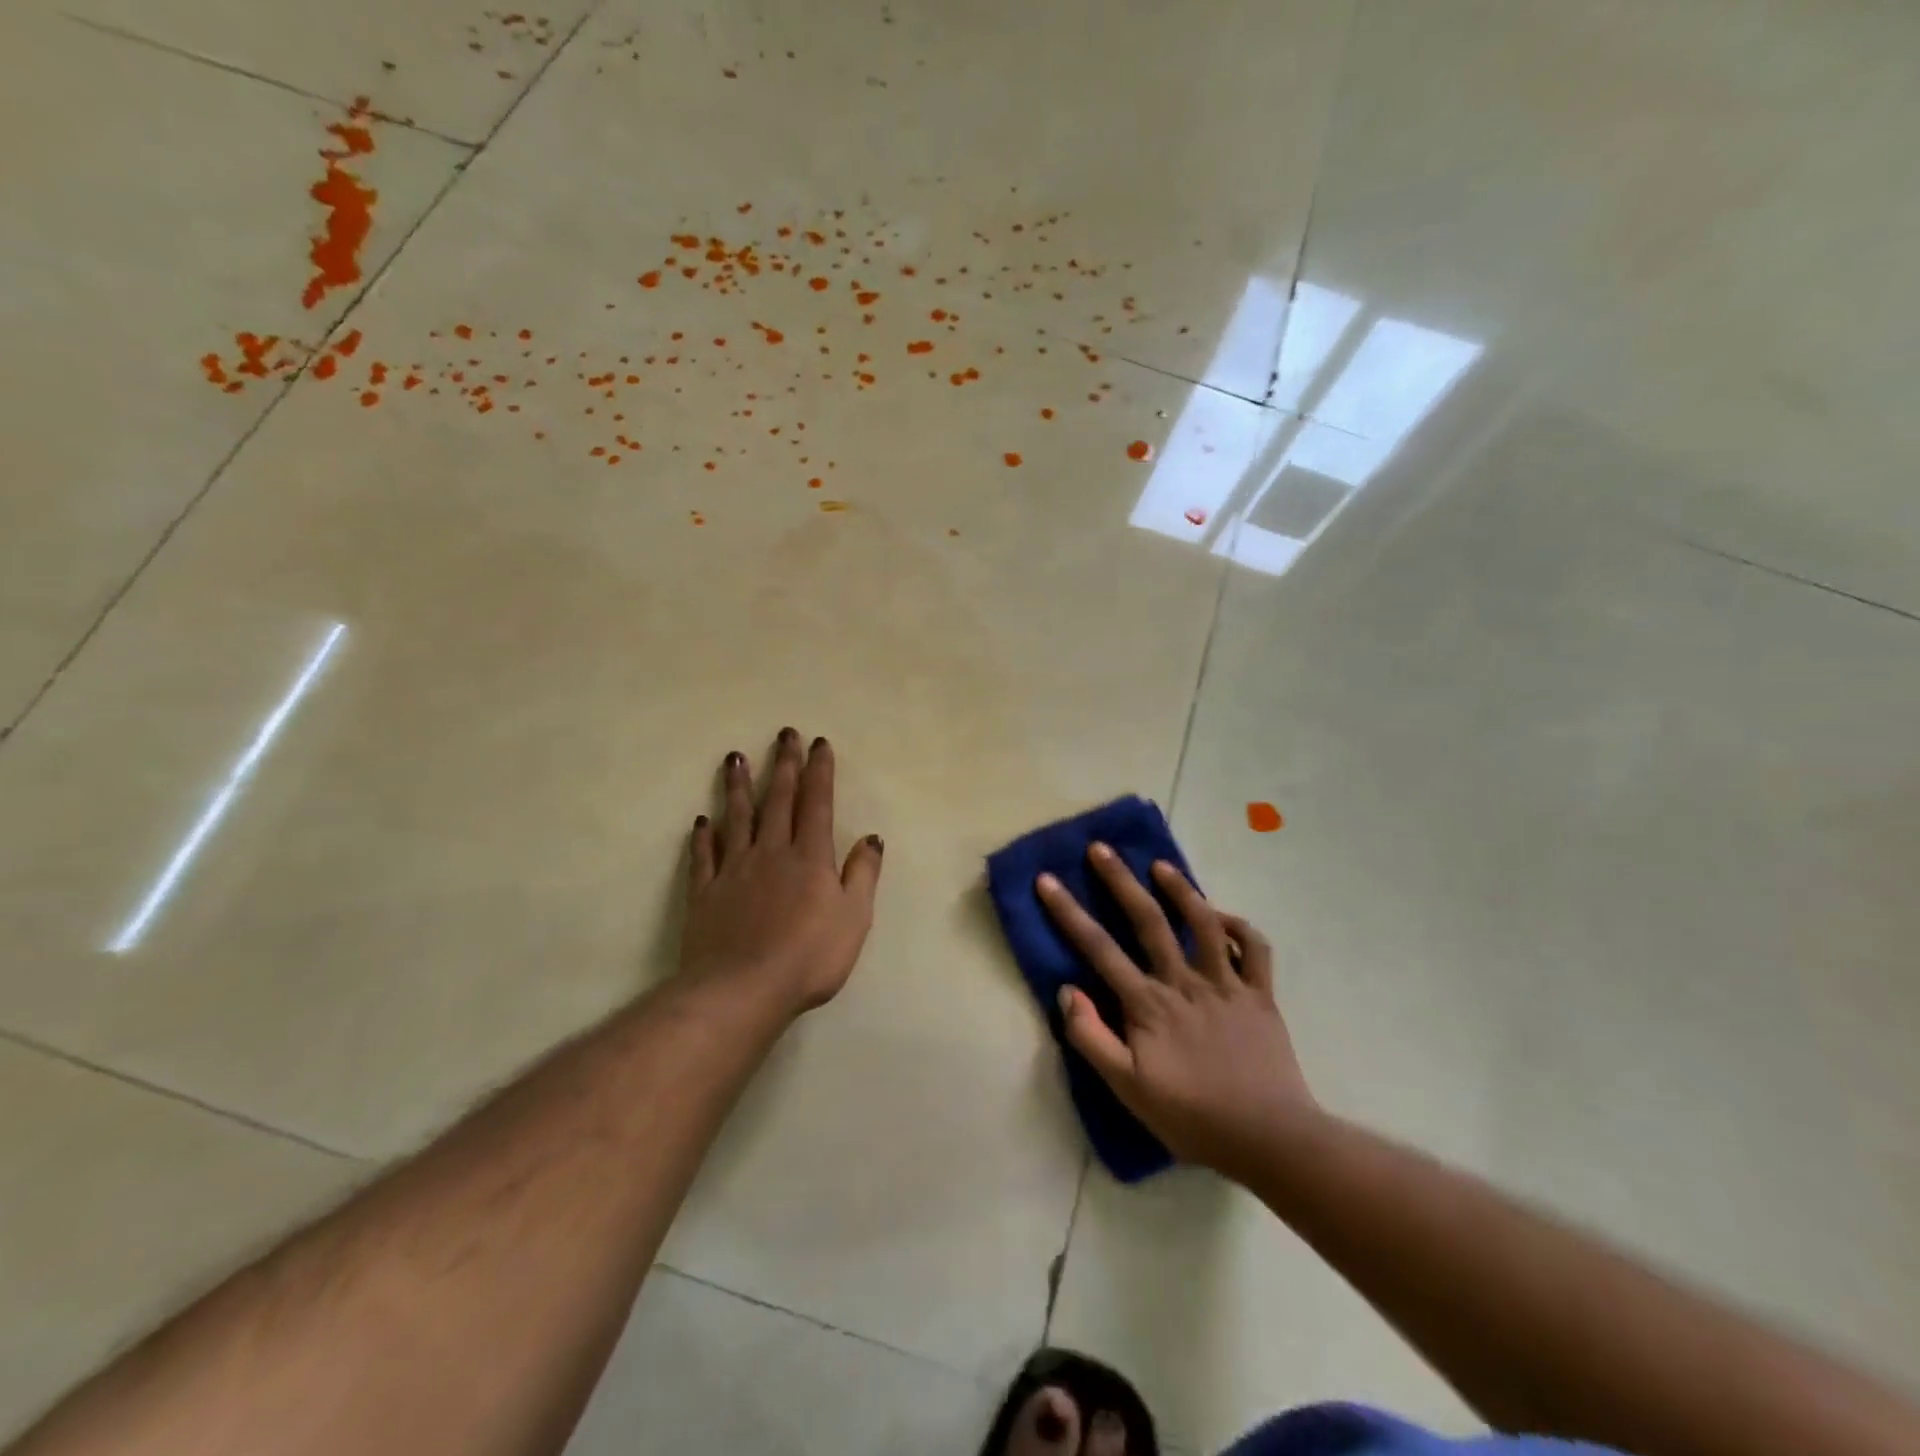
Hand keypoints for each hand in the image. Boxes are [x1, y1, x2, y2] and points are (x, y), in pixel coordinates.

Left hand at [680, 729, 883, 1016]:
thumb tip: (871, 838)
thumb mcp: (854, 918)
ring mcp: (734, 870)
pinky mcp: (706, 893)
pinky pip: (705, 857)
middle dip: (783, 765)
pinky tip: (701, 821)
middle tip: (783, 734)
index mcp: (809, 857)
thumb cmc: (809, 956)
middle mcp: (771, 852)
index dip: (819, 771)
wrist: (741, 989)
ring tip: (735, 759)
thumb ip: (862, 874)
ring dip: (737, 787)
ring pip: (737, 819)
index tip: (818, 744)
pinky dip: (703, 837)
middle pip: (777, 800)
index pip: (816, 803)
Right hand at [1036, 844, 1315, 1177]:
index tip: (1046, 880)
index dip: (1068, 911)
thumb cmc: (1192, 1116)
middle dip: (1120, 880)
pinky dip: (1240, 926)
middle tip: (1101, 848)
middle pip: (1148, 919)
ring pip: (1203, 922)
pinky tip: (1223, 917)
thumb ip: (1091, 1038)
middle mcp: (1184, 981)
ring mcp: (1226, 984)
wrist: (1269, 1138)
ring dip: (1181, 889)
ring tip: (1161, 865)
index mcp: (1148, 1003)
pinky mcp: (1260, 994)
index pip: (1098, 947)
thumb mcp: (1128, 1089)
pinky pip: (1254, 949)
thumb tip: (1068, 991)